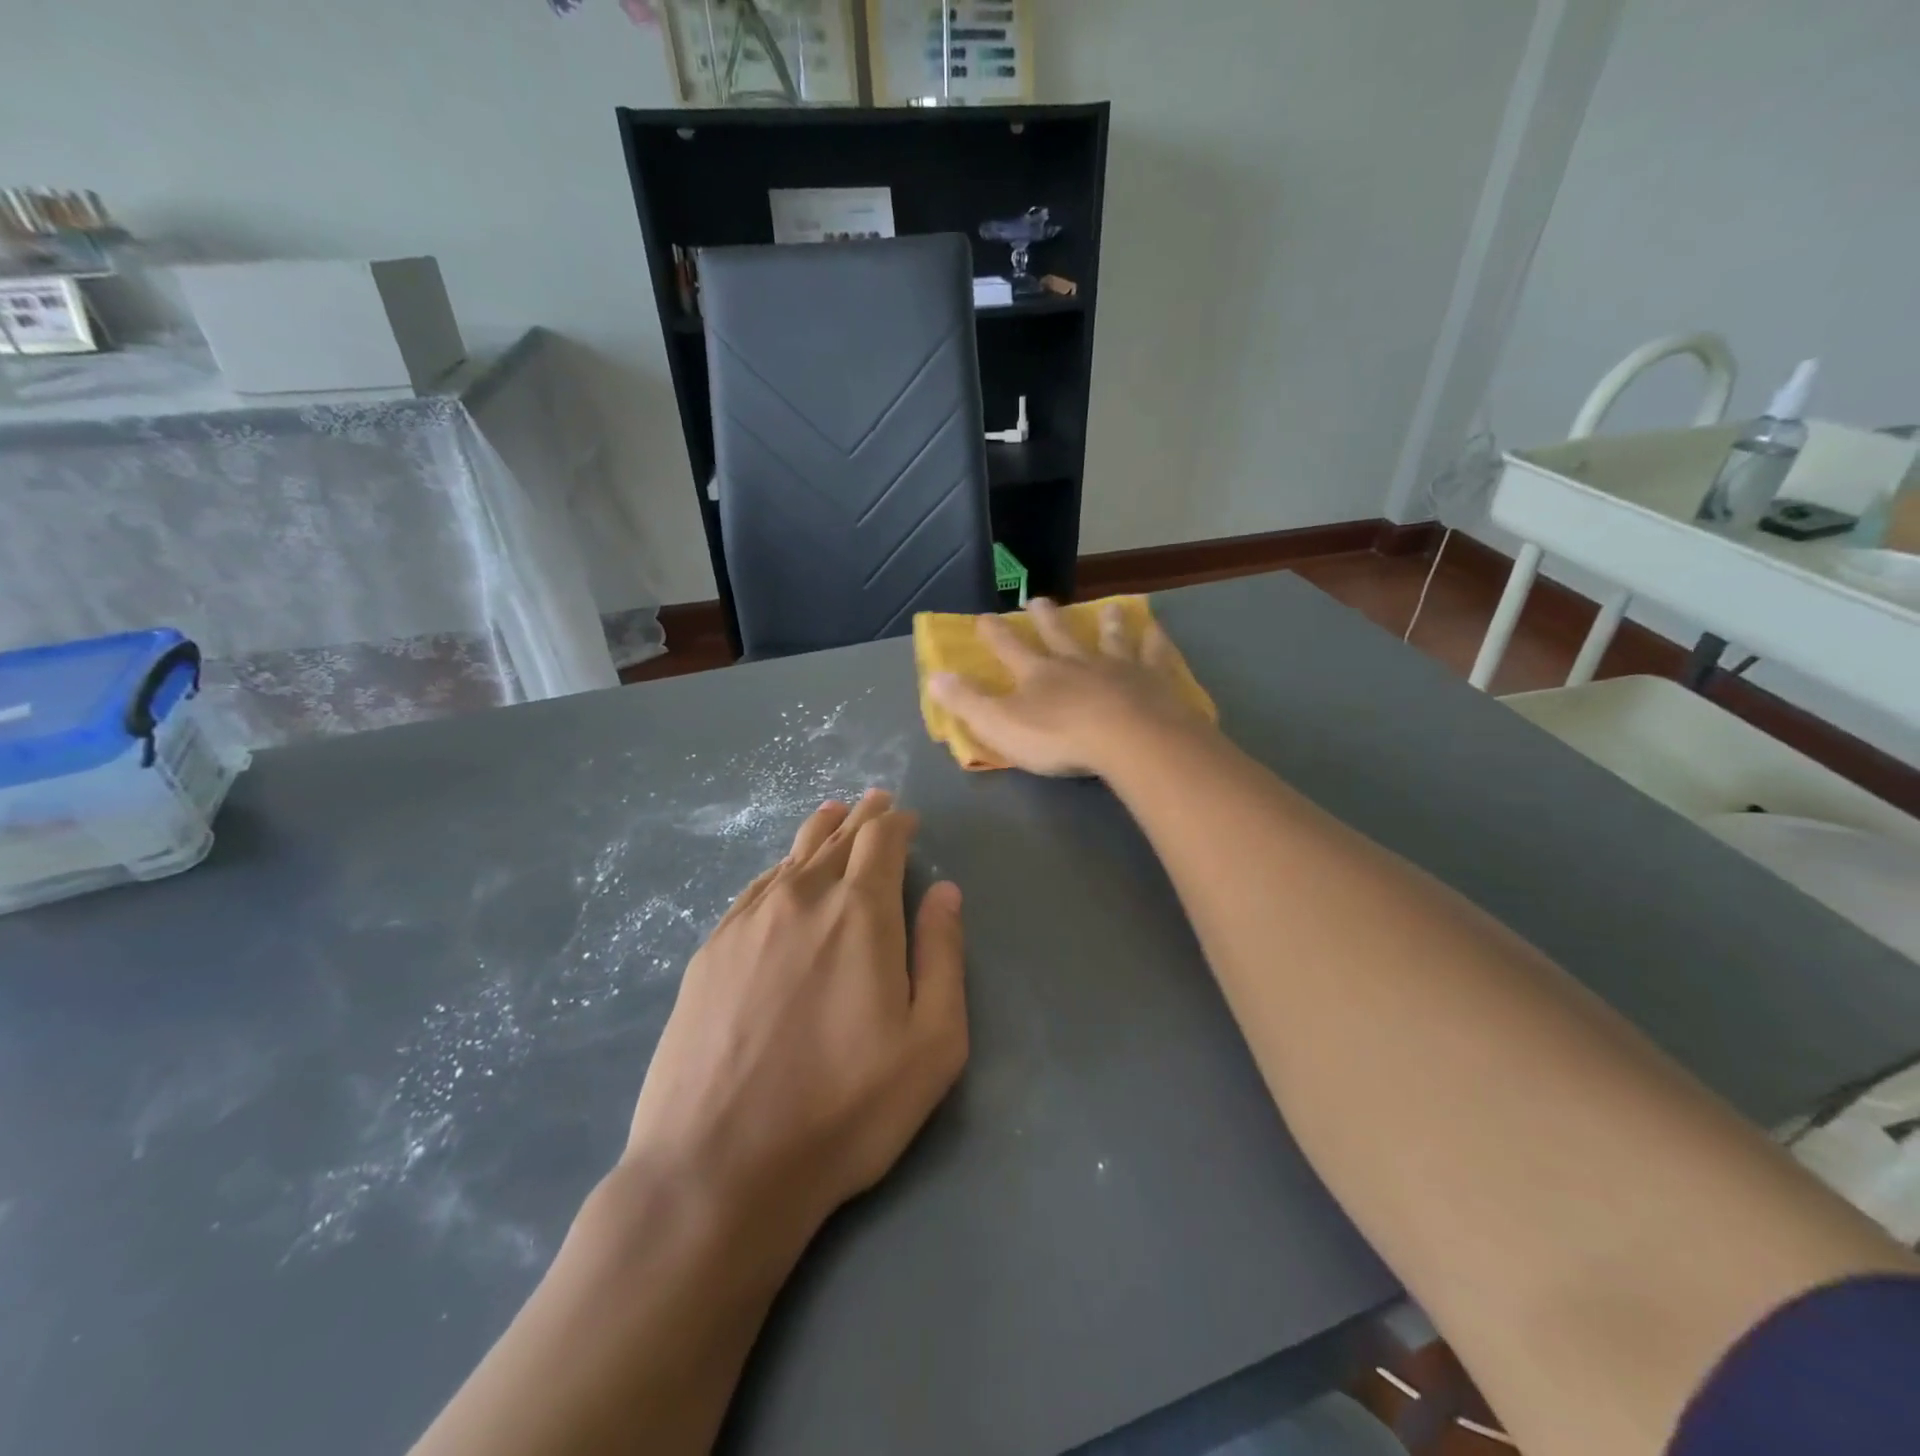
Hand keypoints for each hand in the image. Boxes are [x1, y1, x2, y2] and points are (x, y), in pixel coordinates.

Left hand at [623, 790, 967, 1241]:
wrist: (718, 1167)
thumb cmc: (844, 1109)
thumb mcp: (932, 1043)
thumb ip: (943, 955)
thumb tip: (945, 891)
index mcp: (860, 912)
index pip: (882, 840)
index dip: (898, 823)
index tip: (908, 821)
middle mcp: (802, 899)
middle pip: (838, 838)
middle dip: (864, 818)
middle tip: (877, 803)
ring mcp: (748, 921)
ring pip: (792, 856)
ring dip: (820, 832)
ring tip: (834, 815)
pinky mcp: (710, 950)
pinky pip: (754, 887)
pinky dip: (779, 868)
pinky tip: (781, 872)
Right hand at [928, 598, 1215, 777]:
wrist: (1128, 738)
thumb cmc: (1059, 737)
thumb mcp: (1001, 725)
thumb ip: (968, 702)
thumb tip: (935, 676)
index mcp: (1038, 674)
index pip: (1009, 648)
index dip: (993, 634)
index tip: (983, 617)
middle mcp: (1077, 662)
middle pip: (1059, 634)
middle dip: (1045, 617)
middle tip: (1038, 599)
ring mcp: (1118, 667)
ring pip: (1110, 638)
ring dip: (1106, 623)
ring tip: (1109, 608)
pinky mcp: (1154, 679)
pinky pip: (1154, 653)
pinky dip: (1155, 639)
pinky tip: (1157, 627)